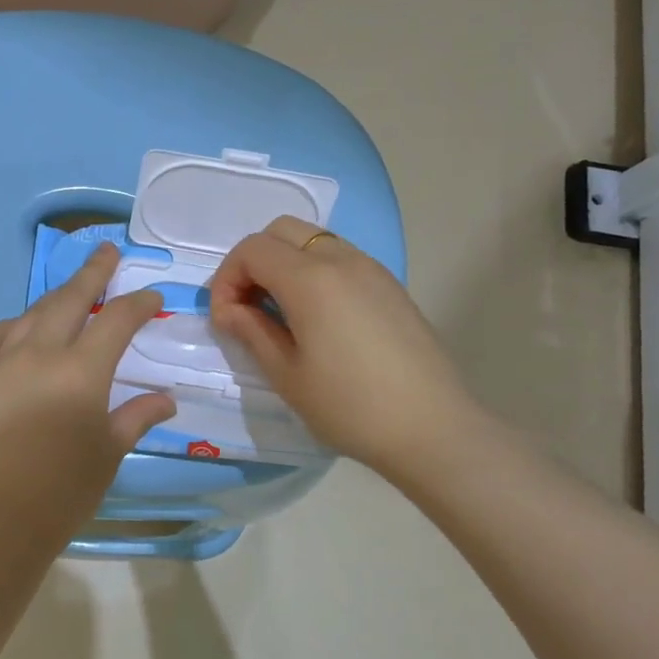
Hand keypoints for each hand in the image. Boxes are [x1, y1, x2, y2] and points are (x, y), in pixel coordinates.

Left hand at [0, 244, 176, 546]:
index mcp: (82, 370)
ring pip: (30, 314)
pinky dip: (9, 327)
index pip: (117, 320)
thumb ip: (137, 416)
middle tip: (107, 252)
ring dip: (54, 297)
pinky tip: (17, 328)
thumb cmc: (64, 490)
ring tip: (69, 290)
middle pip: (70, 300)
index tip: (152, 297)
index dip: (138, 304)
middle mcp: (40, 354)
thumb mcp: (110, 452)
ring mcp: (1, 363)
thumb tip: (166, 399)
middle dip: (93, 273)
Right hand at [208, 217, 484, 481]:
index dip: (227, 279)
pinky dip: (314, 272)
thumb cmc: (350, 406)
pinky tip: (317, 318)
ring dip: (285, 264)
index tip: (226, 320)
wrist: (432, 428)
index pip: (252, 250)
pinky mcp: (390, 285)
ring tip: (280, 313)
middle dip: (253, 262)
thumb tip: (230, 310)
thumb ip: (252, 331)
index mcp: (310, 279)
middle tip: (248, 307)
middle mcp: (341, 259)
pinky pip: (340, 258)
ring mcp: (371, 269)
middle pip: (281, 230)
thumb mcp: (286, 375)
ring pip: (313, 240)